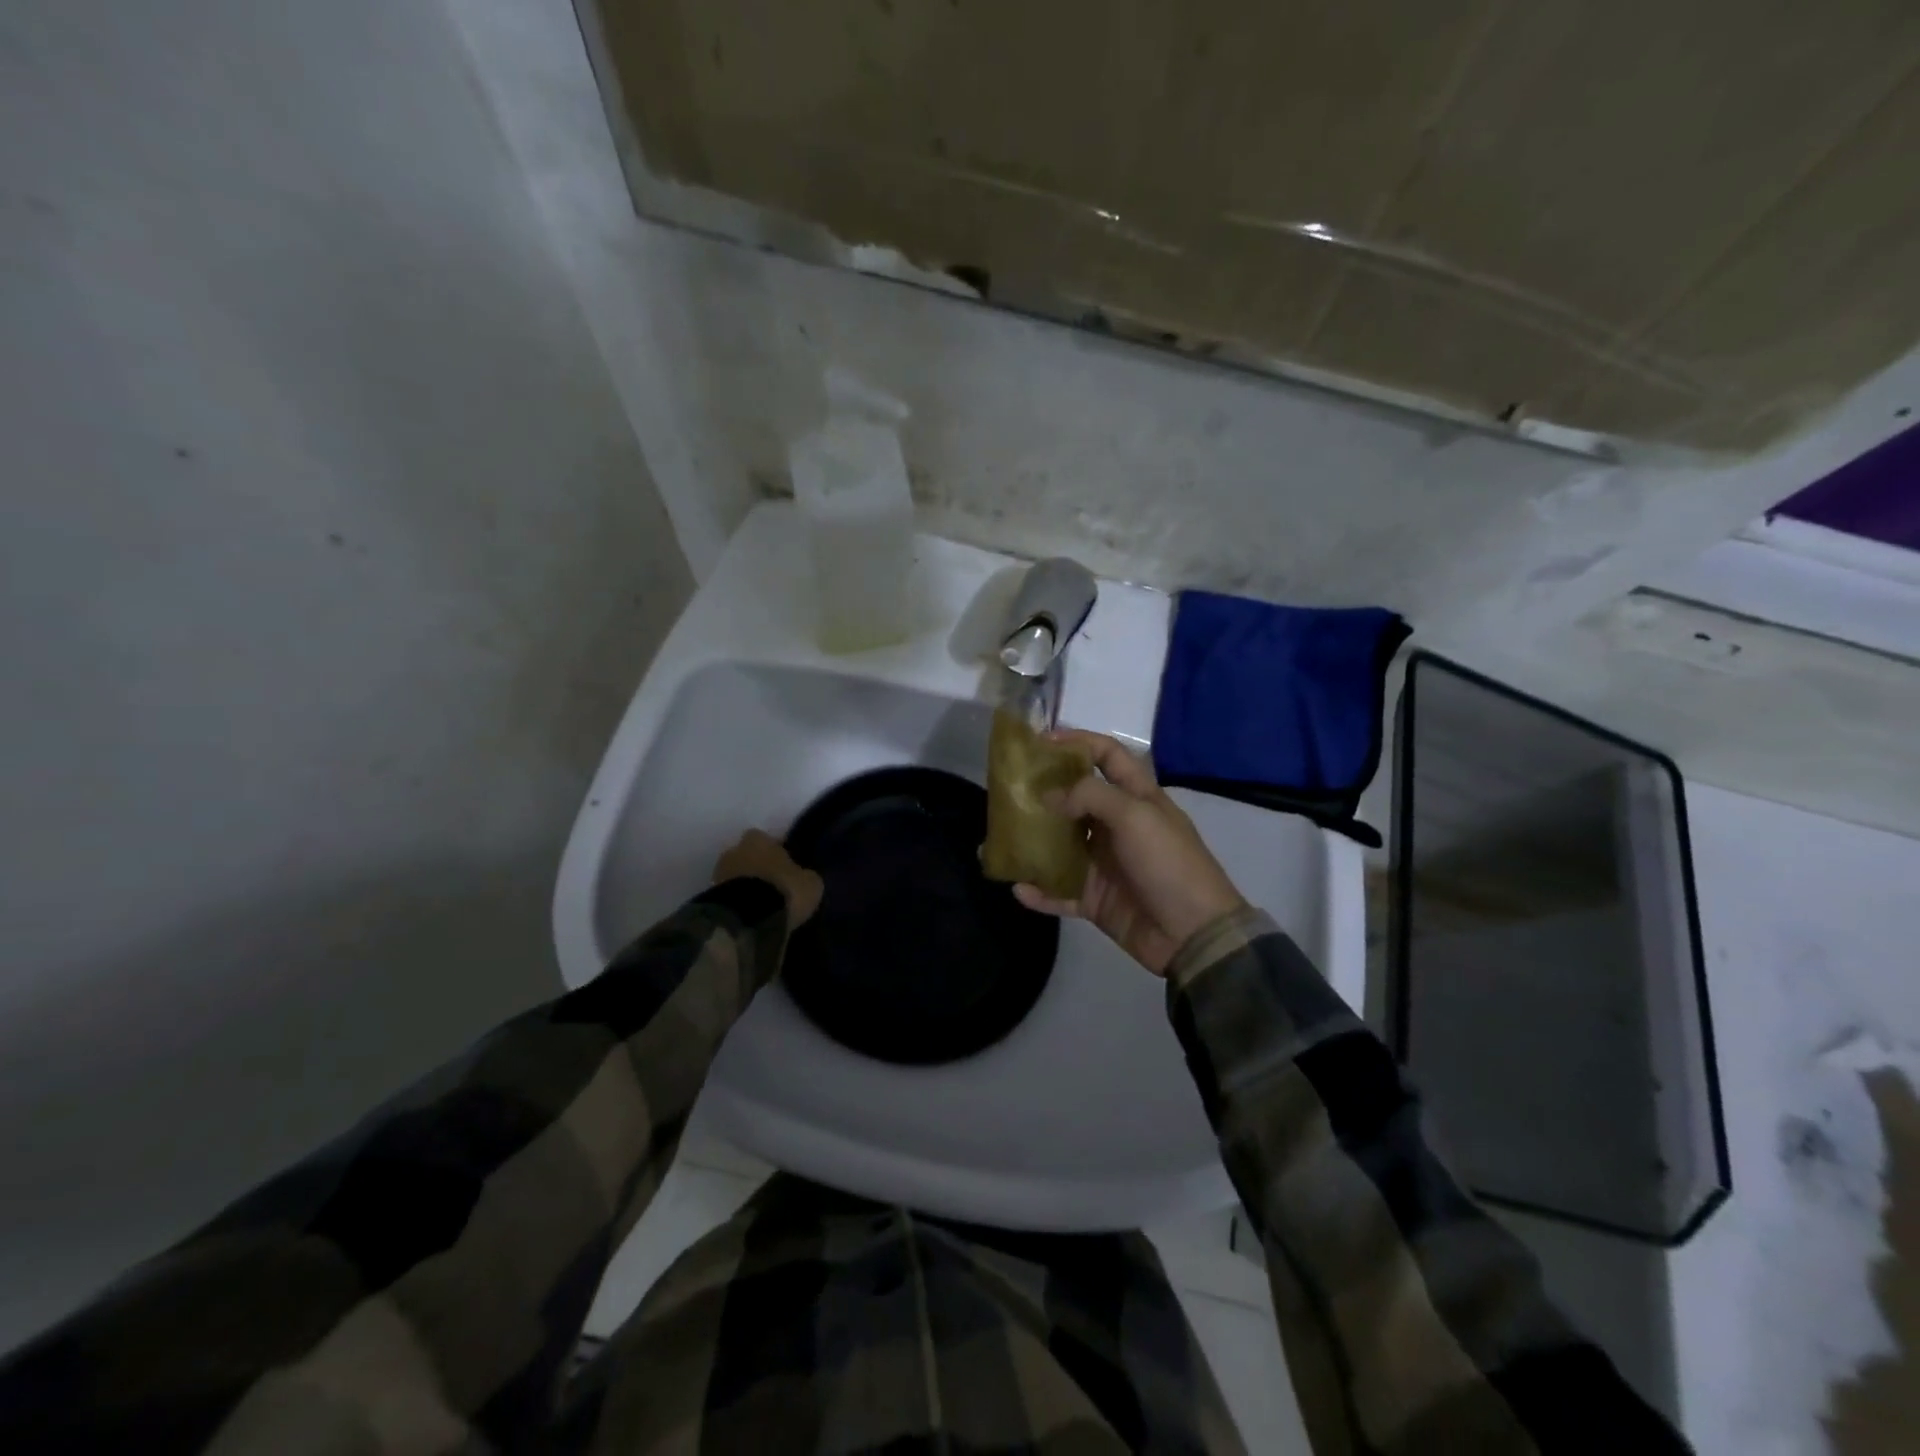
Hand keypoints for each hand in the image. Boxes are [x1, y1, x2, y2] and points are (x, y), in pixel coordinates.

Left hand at [713, 829, 823, 928]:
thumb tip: (803, 877)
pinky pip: (728, 897)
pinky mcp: (709, 899)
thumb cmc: (783, 890)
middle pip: (746, 856)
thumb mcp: (810, 883)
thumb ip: (804, 875)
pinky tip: (750, 916)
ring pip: (735, 876)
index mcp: (758, 839)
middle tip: (772, 886)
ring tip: (760, 905)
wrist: (747, 920)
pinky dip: (736, 903)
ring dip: (744, 887)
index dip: (776, 852)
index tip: (785, 866)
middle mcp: (734, 851)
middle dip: (756, 868)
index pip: (766, 839)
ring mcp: (717, 874)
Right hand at [1013, 730, 1245, 976]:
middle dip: (1045, 792)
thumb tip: (1051, 797)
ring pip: (1062, 846)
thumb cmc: (1168, 863)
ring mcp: (1106, 864)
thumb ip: (1090, 796)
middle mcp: (1118, 827)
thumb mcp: (1135, 816)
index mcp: (1137, 798)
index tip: (1041, 741)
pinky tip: (1017, 888)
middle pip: (1077, 800)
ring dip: (1035, 842)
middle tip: (1010, 789)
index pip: (1108, 756)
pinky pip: (1060, 892)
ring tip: (1001, 837)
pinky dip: (1040, 891)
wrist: (1193, 933)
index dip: (1078, 742)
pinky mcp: (1096, 899)